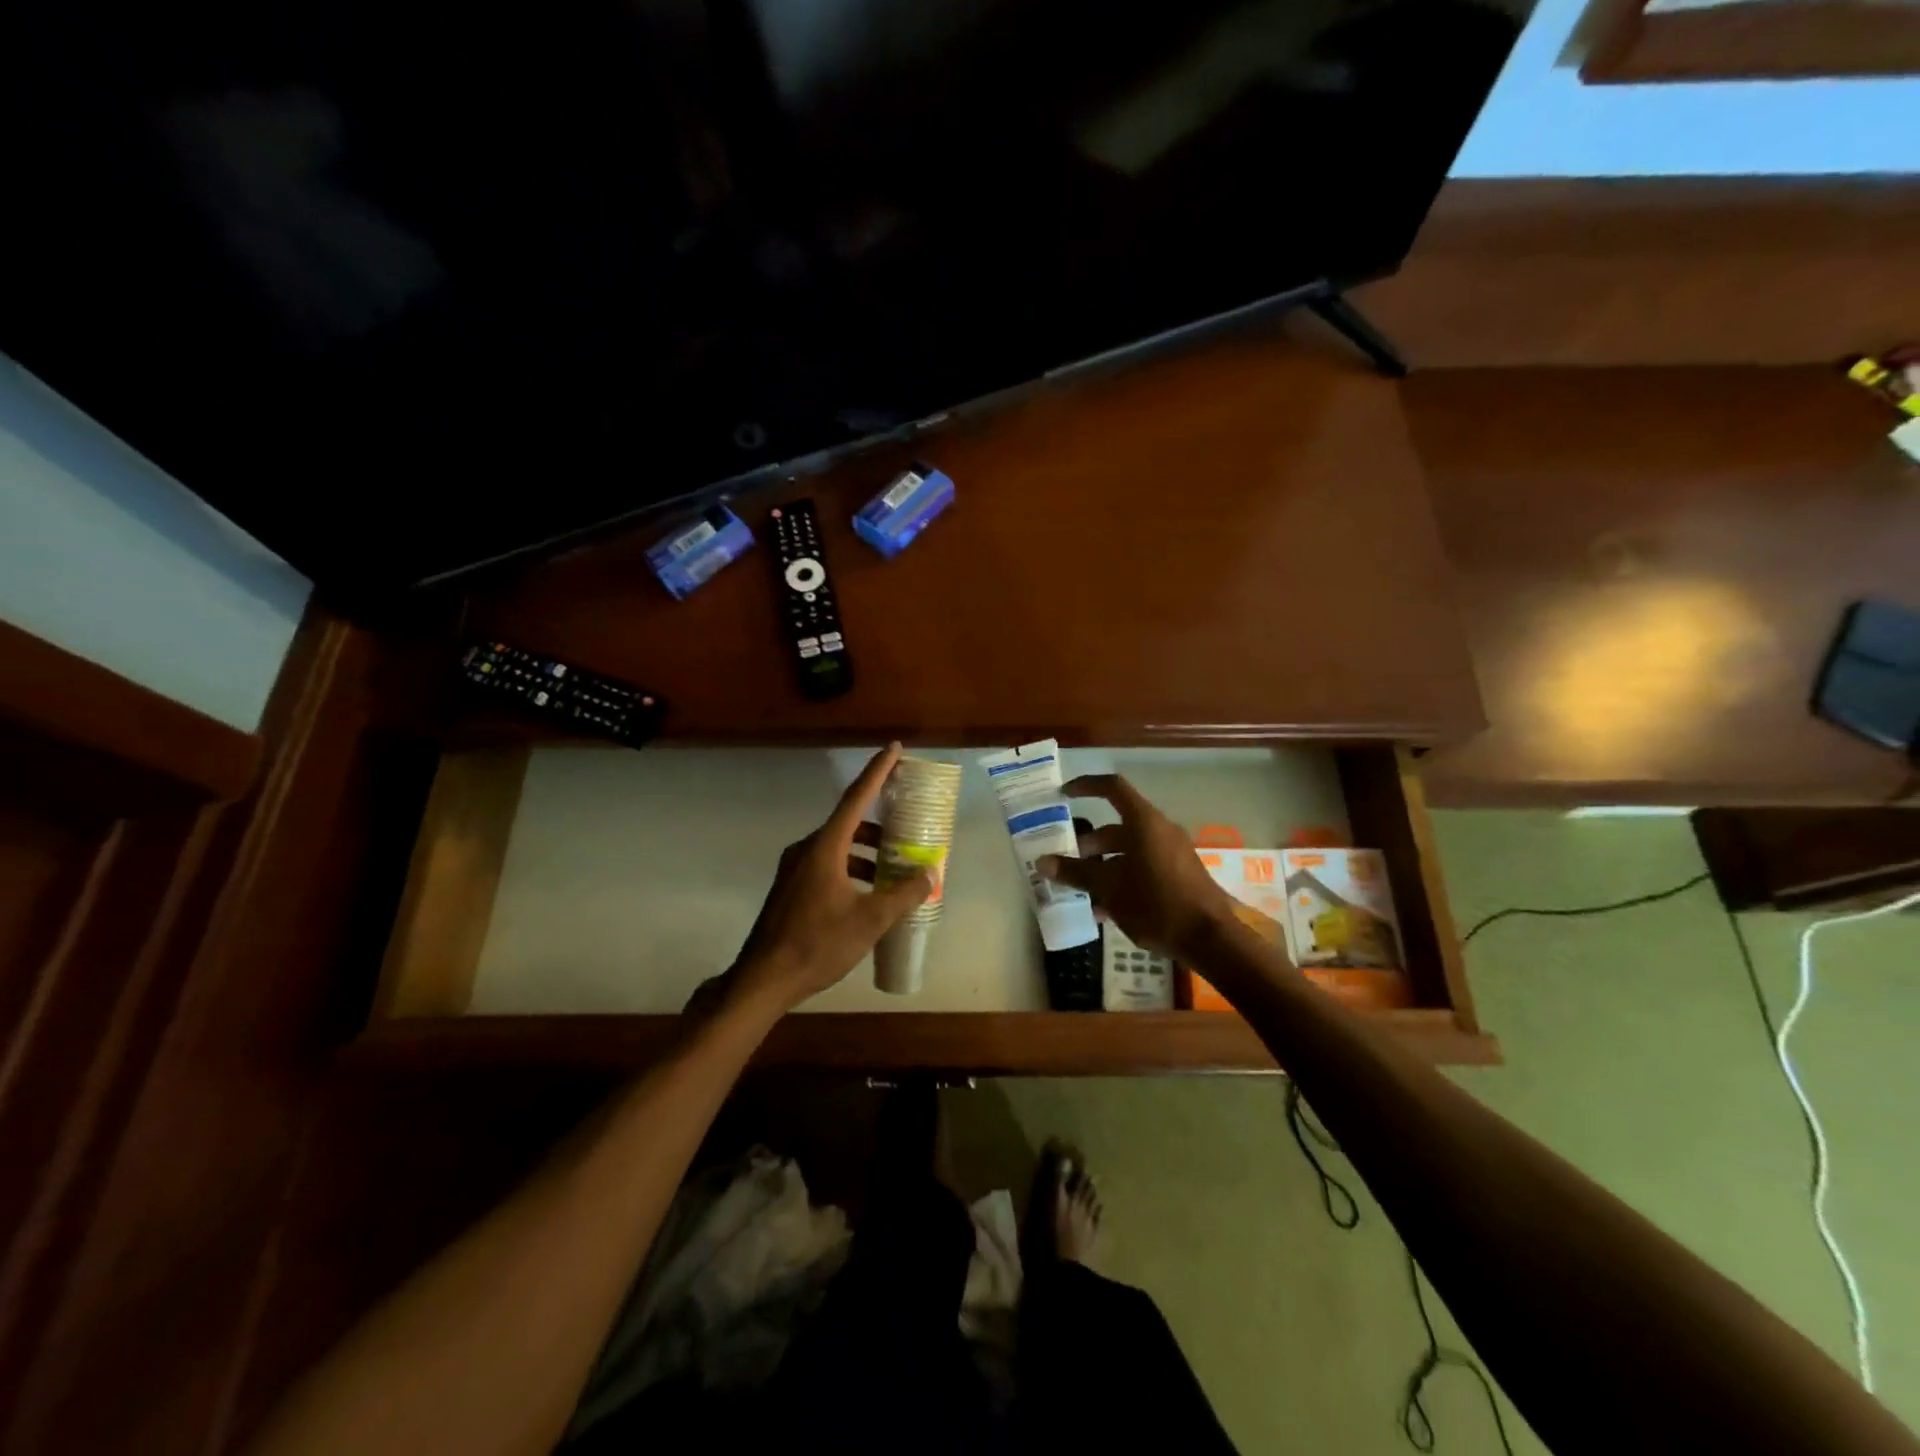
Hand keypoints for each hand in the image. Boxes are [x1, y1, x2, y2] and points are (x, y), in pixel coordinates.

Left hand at [726, 742, 933, 1012]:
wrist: (764, 978)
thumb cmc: (818, 943)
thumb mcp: (870, 920)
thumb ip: (903, 894)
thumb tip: (930, 873)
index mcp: (825, 846)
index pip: (857, 797)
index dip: (878, 771)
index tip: (894, 748)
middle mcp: (807, 849)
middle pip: (849, 824)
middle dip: (880, 826)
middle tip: (908, 832)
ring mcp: (794, 868)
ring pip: (839, 847)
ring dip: (867, 853)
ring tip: (894, 871)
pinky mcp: (790, 888)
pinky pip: (828, 864)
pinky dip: (852, 869)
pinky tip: (868, 895)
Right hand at [1036, 773, 1238, 963]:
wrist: (1210, 939)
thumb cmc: (1157, 904)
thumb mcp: (1110, 888)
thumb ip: (1076, 873)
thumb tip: (1043, 862)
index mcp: (1144, 823)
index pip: (1112, 788)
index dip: (1086, 786)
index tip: (1064, 794)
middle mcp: (1159, 831)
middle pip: (1117, 826)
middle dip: (1089, 842)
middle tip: (1066, 859)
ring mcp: (1172, 853)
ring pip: (1129, 850)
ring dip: (1104, 865)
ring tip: (1081, 889)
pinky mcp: (1179, 875)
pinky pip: (1143, 867)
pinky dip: (1123, 879)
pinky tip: (1106, 908)